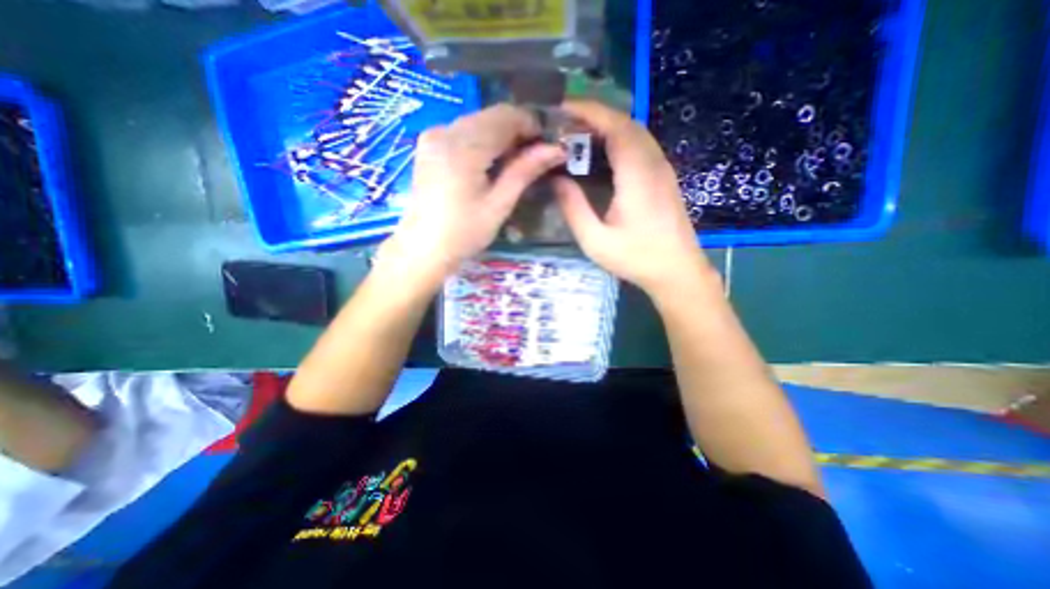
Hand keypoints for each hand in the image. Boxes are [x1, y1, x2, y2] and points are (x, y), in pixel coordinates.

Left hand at [379, 103, 564, 284]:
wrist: (423, 248)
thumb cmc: (464, 232)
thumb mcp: (499, 204)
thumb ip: (525, 171)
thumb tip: (556, 149)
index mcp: (463, 146)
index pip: (505, 116)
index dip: (531, 125)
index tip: (547, 145)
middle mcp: (445, 130)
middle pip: (491, 116)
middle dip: (517, 131)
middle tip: (534, 157)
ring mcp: (433, 136)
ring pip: (478, 122)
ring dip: (501, 136)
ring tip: (515, 163)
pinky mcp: (429, 145)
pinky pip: (463, 131)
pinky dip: (483, 141)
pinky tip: (491, 163)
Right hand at [551, 102, 714, 298]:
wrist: (677, 271)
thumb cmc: (636, 258)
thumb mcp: (595, 240)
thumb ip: (574, 208)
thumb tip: (556, 179)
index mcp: (637, 175)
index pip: (615, 126)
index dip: (589, 111)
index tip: (562, 108)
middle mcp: (653, 163)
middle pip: (626, 123)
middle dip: (595, 116)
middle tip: (565, 124)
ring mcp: (663, 169)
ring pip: (636, 132)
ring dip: (608, 126)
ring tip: (580, 136)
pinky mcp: (664, 177)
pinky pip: (641, 146)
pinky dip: (620, 140)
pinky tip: (603, 154)